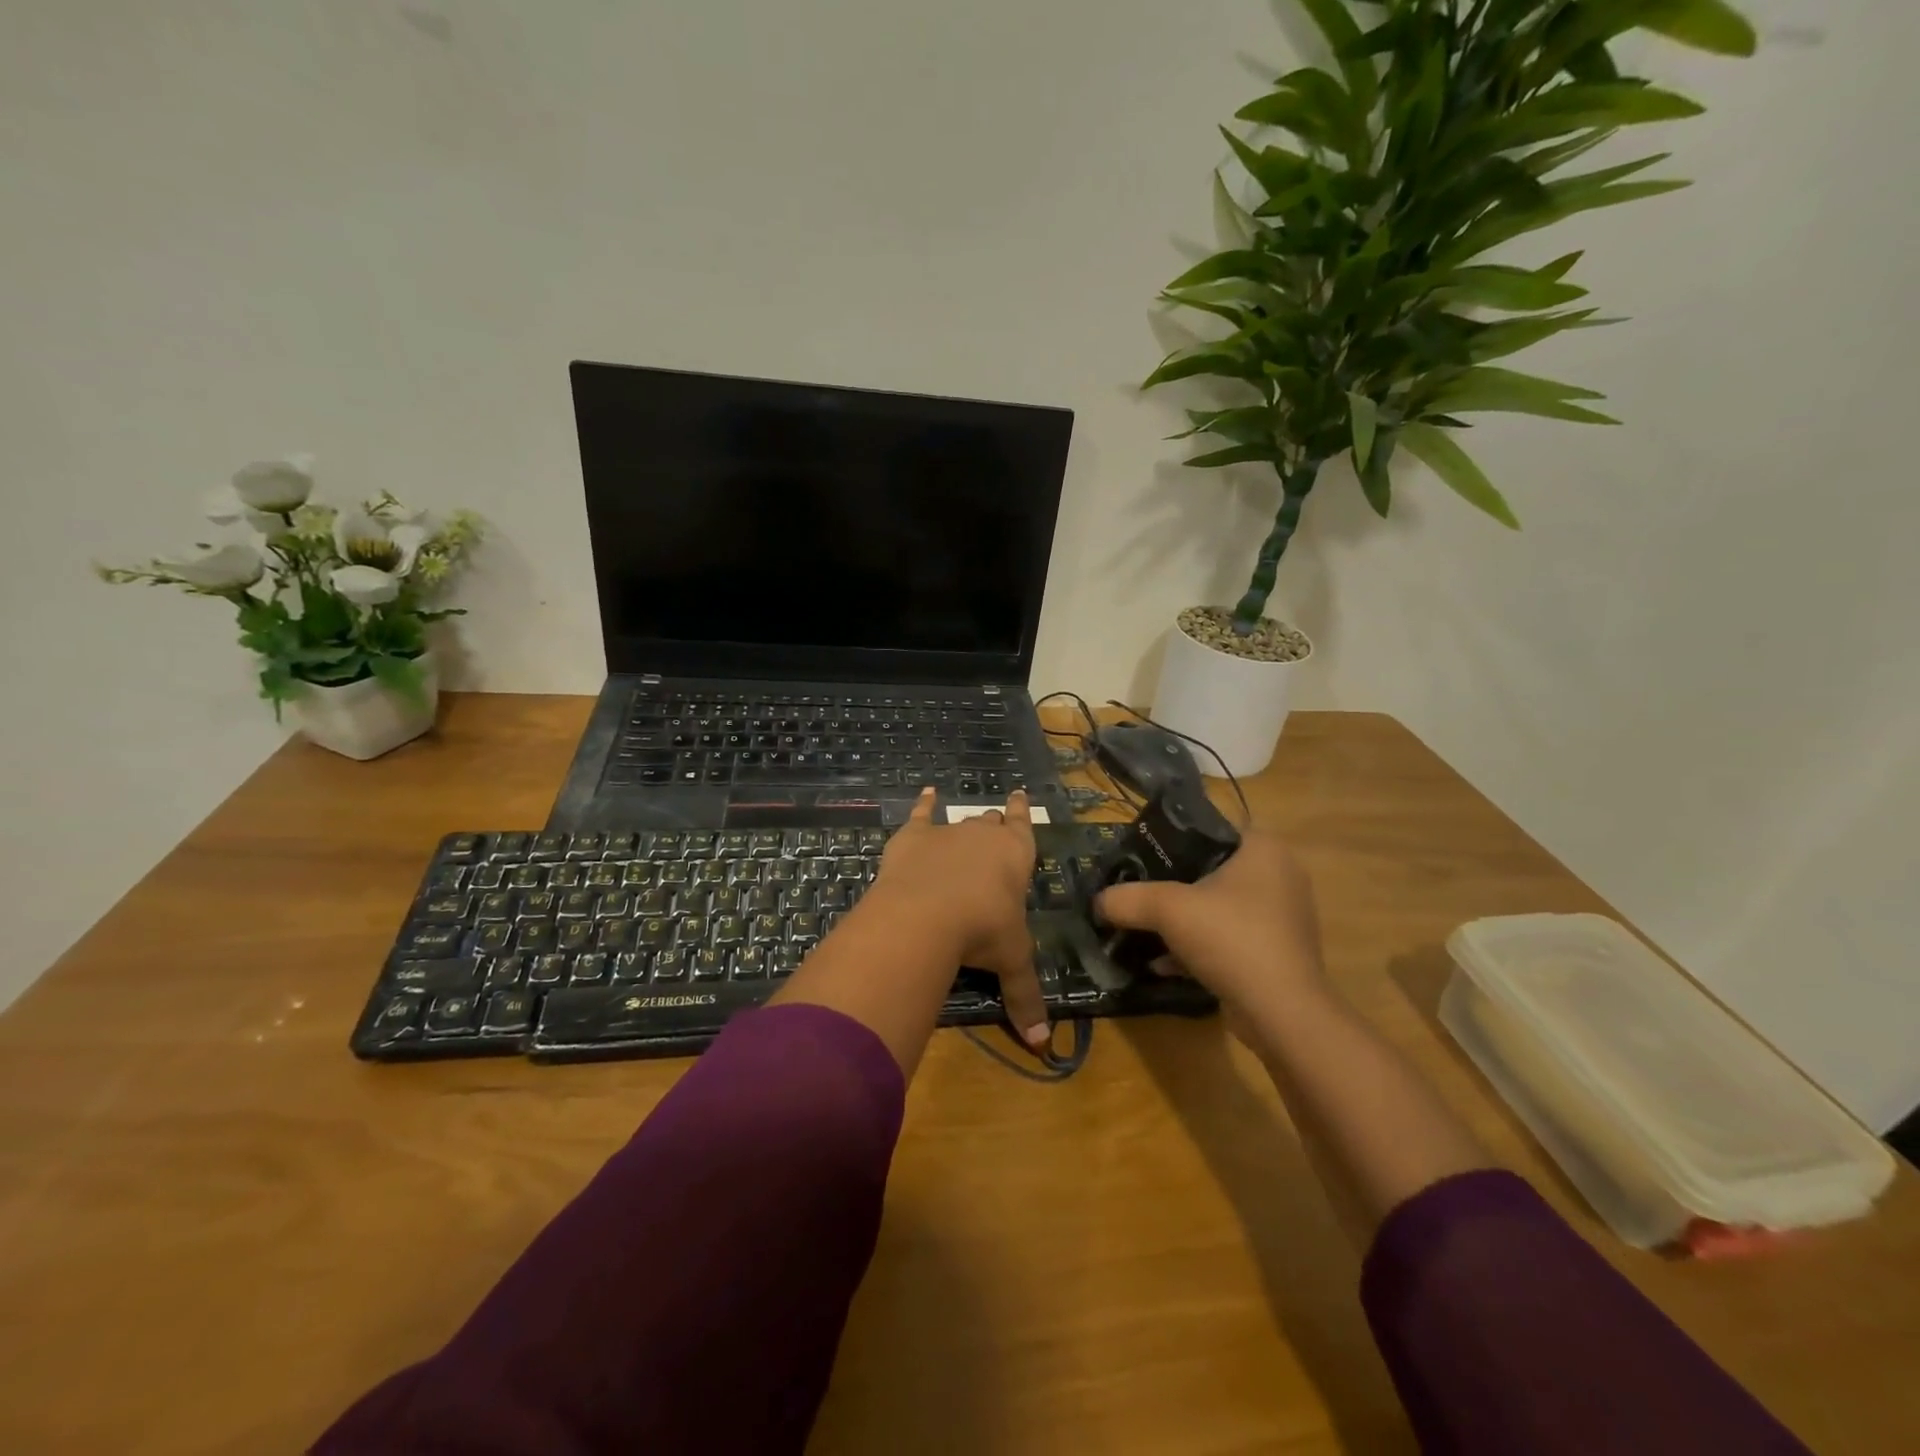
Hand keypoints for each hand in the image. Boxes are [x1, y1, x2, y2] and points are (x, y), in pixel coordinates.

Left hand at [867, 787, 1047, 1046]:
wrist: (927, 913)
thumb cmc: (982, 931)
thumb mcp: (1011, 963)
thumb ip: (1025, 998)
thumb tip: (1042, 1047)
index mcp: (1016, 855)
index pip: (1024, 827)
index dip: (1023, 813)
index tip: (1021, 794)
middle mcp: (984, 835)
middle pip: (991, 823)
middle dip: (994, 825)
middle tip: (994, 826)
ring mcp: (948, 832)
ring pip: (960, 820)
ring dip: (963, 822)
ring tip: (964, 819)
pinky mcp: (913, 835)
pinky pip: (921, 813)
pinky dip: (924, 804)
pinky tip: (925, 794)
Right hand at [1095, 828, 1326, 1018]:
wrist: (1281, 1013)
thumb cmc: (1231, 938)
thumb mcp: (1168, 909)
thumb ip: (1128, 898)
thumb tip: (1097, 902)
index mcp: (1264, 850)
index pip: (1211, 829)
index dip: (1171, 839)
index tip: (1140, 856)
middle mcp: (1280, 877)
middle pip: (1211, 870)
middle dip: (1172, 884)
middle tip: (1137, 890)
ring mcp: (1281, 918)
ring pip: (1218, 908)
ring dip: (1183, 920)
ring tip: (1144, 927)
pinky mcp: (1276, 954)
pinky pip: (1228, 939)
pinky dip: (1198, 947)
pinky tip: (1163, 964)